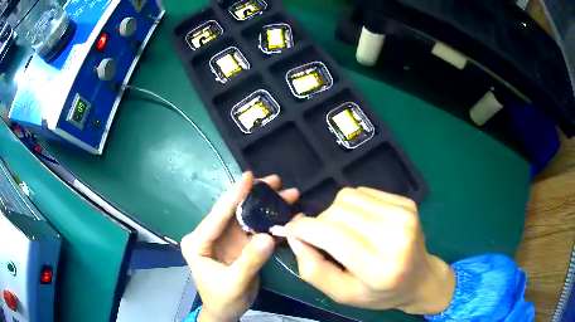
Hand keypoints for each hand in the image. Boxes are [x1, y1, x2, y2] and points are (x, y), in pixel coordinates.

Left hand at [181, 172, 299, 321]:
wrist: (225, 312)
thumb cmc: (222, 300)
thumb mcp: (233, 284)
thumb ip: (249, 261)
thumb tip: (268, 237)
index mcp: (198, 242)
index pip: (216, 216)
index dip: (234, 196)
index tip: (249, 177)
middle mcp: (210, 235)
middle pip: (233, 211)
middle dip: (254, 196)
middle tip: (276, 181)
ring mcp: (225, 239)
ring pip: (246, 217)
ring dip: (266, 206)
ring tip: (287, 194)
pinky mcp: (239, 245)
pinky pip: (255, 229)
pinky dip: (269, 221)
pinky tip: (285, 213)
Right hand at [286, 187, 454, 314]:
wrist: (420, 278)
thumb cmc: (378, 292)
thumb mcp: (341, 293)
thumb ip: (312, 269)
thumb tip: (294, 235)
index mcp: (379, 268)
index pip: (333, 235)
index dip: (304, 228)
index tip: (292, 230)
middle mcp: (395, 236)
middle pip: (338, 212)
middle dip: (320, 223)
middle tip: (324, 239)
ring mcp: (404, 215)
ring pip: (348, 196)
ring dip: (336, 211)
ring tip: (344, 230)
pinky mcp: (407, 202)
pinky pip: (364, 192)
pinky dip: (354, 205)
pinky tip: (362, 222)